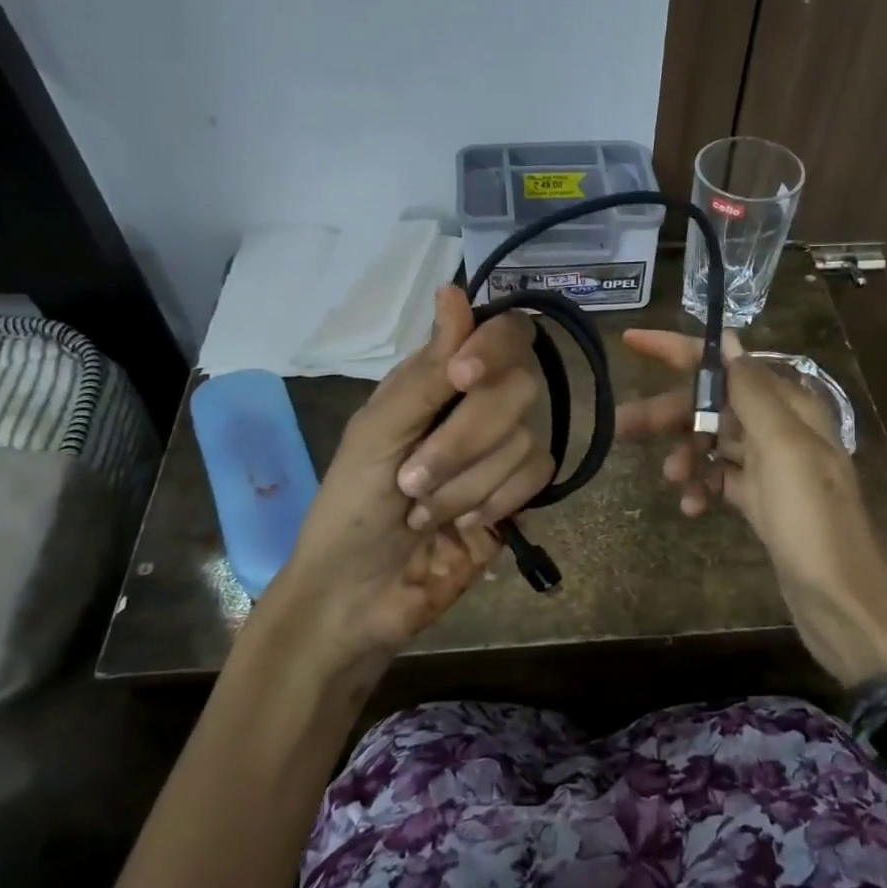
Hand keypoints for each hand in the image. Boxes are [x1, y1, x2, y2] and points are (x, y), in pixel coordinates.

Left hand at [254, 288, 552, 673]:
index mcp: (437, 380)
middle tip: (412, 481)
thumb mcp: (377, 434)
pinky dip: (496, 501)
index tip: (462, 376)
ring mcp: (502, 451)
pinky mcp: (520, 495)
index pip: (500, 334)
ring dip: (466, 484)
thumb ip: (425, 372)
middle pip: (520, 386)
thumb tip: (455, 290)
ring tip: (423, 513)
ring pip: (525, 439)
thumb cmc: (349, 508)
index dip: (493, 347)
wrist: (359, 597)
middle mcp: (477, 406)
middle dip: (463, 441)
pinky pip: (537, 476)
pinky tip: (464, 523)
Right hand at [618, 328, 886, 686]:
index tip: (632, 342)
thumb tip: (729, 342)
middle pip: (713, 405)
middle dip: (671, 414)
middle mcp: (780, 429)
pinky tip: (691, 508)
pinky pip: (721, 480)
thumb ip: (753, 392)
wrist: (841, 599)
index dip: (679, 350)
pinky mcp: (763, 501)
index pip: (727, 363)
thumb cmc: (812, 518)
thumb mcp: (784, 446)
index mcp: (790, 406)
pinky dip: (703, 488)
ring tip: (672, 480)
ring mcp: (772, 467)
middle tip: (623, 425)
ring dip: (686, 455)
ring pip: (713, 443)